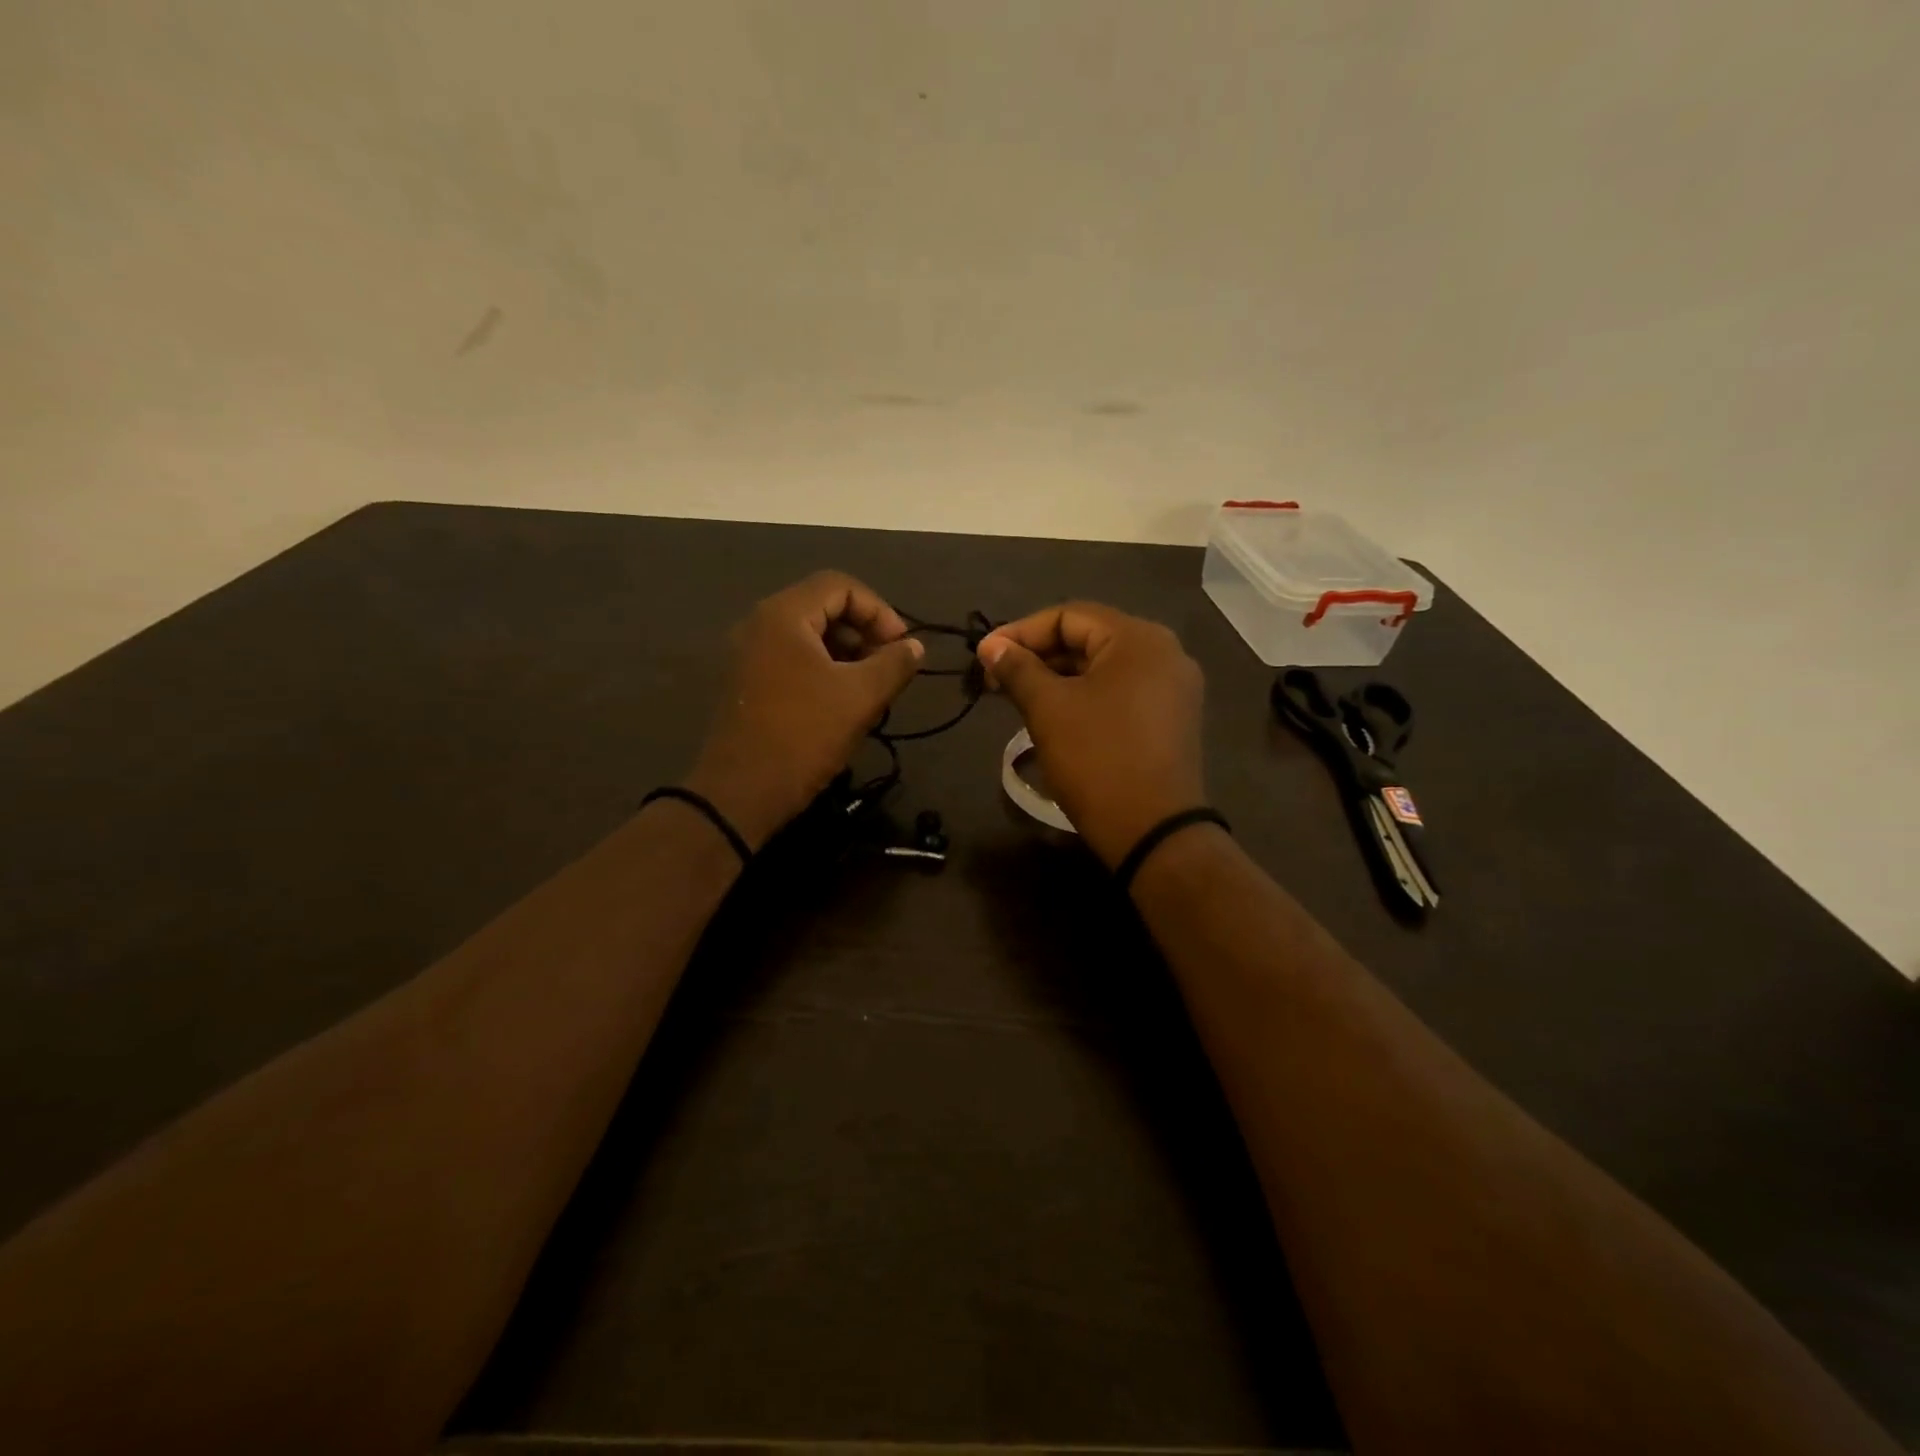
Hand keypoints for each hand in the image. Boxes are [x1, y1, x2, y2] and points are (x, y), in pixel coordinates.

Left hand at [685, 572, 923, 849]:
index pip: (841, 585)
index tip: (901, 647)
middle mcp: (759, 625)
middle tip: (888, 667)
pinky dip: (823, 669)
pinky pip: (792, 658)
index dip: (880, 610)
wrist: (741, 792)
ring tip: (870, 688)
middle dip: (864, 631)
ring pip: (809, 635)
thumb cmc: (804, 735)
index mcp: (783, 615)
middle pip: (823, 606)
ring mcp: (748, 654)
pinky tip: (842, 702)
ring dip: (846, 653)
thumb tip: (914, 647)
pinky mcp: (747, 682)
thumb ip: (894, 663)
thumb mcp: (861, 697)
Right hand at [977, 602, 1205, 866]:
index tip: (984, 656)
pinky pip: (1120, 692)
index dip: (1020, 632)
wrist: (1153, 831)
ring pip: (1103, 668)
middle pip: (1089, 639)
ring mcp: (1173, 688)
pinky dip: (1084, 696)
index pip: (1069, 616)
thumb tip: (990, 646)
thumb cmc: (1097, 759)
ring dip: (1058, 677)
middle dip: (1038, 656)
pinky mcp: (1172, 719)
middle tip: (995, 679)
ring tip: (1017, 697)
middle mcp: (1165, 653)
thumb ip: (1017, 669)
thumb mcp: (1048, 709)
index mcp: (1139, 639)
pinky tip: (1054, 714)